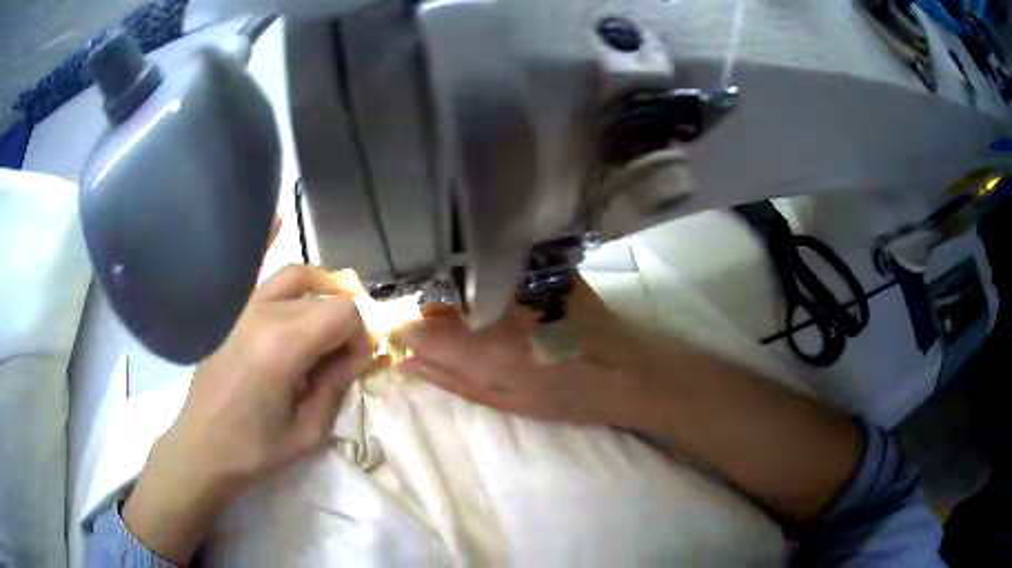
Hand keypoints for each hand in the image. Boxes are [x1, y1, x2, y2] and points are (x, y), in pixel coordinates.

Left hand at [123, 265, 376, 563]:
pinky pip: (252, 270)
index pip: (343, 314)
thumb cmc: (256, 449)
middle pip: (324, 295)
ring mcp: (242, 307)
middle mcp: (263, 313)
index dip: (359, 337)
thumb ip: (338, 384)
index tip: (355, 364)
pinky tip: (277, 218)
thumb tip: (358, 352)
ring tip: (326, 317)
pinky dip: (267, 242)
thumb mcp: (309, 431)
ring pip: (297, 276)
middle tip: (341, 355)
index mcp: (283, 345)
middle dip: (343, 321)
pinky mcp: (229, 313)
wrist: (202, 448)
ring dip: (321, 291)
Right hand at [393, 279, 654, 425]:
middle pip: (438, 294)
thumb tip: (406, 359)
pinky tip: (501, 294)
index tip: (403, 336)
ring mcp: (521, 278)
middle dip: (430, 308)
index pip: (417, 328)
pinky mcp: (542, 264)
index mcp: (484, 348)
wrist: (625, 369)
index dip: (404, 331)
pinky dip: (486, 276)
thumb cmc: (565, 396)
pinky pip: (496, 263)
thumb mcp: (504, 400)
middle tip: (442, 326)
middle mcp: (497, 305)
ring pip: (465, 275)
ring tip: (475, 311)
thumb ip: (451, 378)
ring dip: (457, 290)